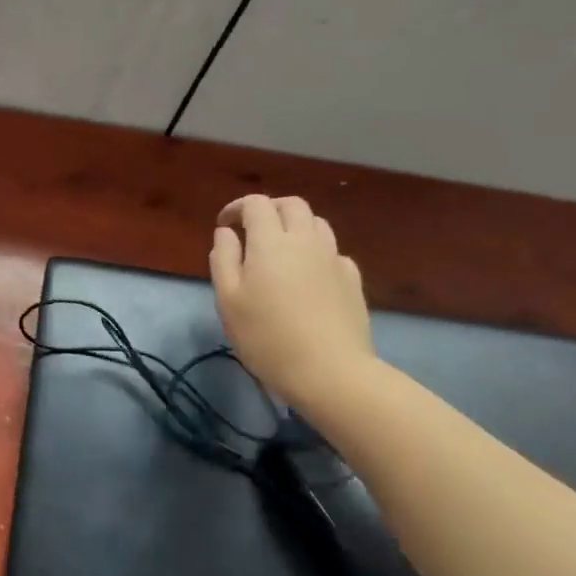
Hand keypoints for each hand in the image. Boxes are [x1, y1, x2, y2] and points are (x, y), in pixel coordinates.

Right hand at [210, 194, 376, 409]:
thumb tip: (226, 233)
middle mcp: (305, 240)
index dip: (237, 207)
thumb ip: (224, 259)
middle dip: (270, 209)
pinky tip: (309, 274)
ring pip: (317, 223)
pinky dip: (317, 251)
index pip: (256, 204)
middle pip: (292, 204)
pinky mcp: (352, 280)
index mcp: (270, 242)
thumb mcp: (228, 300)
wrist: (330, 372)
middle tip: (253, 230)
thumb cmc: (267, 337)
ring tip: (282, 248)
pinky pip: (333, 251)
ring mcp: (333, 258)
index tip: (225, 226)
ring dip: (296, 226)